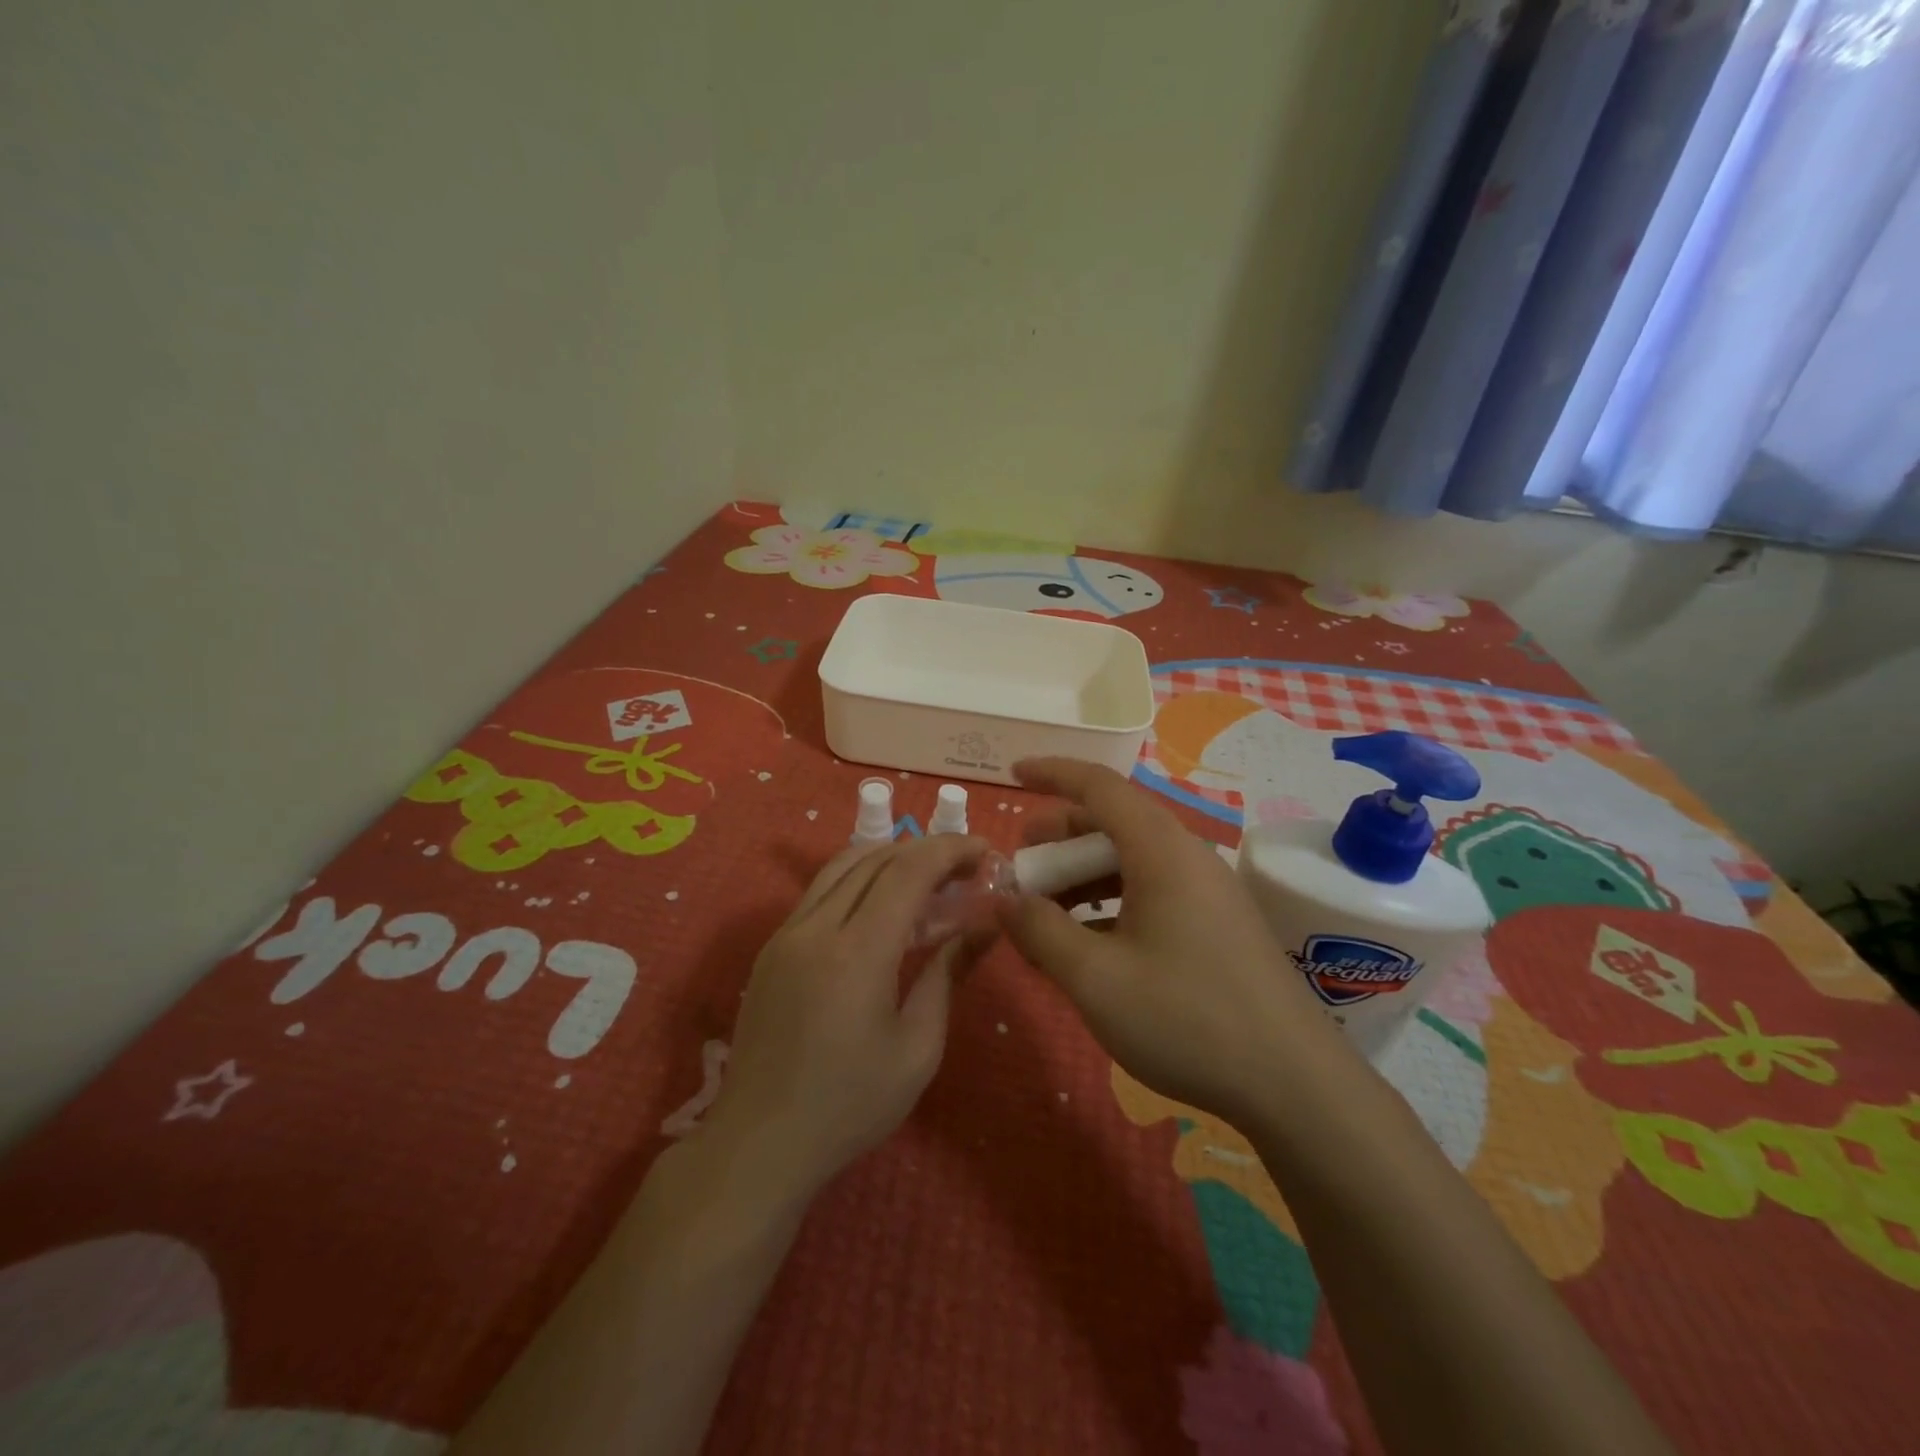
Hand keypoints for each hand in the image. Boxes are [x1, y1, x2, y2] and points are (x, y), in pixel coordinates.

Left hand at [703, 833, 990, 1197]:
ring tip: (928, 877)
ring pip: (842, 866)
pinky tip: (883, 906)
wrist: (760, 1143)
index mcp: (856, 952)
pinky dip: (859, 879)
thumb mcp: (918, 1048)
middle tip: (965, 867)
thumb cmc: (850, 1105)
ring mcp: (787, 933)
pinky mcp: (773, 947)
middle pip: (875, 858)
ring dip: (890, 858)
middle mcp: (816, 927)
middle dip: (926, 850)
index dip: (950, 850)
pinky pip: (820, 891)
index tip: (985, 850)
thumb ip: (948, 975)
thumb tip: (984, 927)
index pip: (908, 870)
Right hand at [998, 758, 1347, 1125]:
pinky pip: (1151, 890)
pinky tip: (1088, 943)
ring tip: (1044, 913)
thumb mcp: (1095, 978)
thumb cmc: (1186, 1019)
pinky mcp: (1216, 923)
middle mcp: (1186, 856)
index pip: (1099, 786)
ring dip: (1081, 875)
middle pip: (1112, 822)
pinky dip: (1110, 901)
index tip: (1012, 774)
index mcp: (1160, 850)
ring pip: (1131, 860)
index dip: (1052, 773)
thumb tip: (1002, 897)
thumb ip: (1039, 930)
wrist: (1294, 1084)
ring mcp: (1206, 890)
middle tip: (1020, 868)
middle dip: (1058, 837)